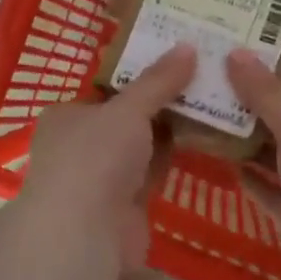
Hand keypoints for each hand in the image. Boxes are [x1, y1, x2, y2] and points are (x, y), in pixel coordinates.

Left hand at [18, 45, 195, 272]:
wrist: (85, 233)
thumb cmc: (94, 157)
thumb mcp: (127, 108)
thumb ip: (158, 81)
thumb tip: (188, 46)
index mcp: (67, 115)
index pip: (107, 88)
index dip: (140, 73)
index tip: (176, 58)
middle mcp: (80, 144)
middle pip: (127, 116)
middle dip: (161, 100)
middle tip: (203, 75)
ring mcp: (102, 177)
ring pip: (142, 145)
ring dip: (171, 128)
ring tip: (213, 99)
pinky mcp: (125, 204)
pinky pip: (153, 171)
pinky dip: (174, 156)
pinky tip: (205, 137)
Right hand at [225, 49, 280, 279]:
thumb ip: (268, 97)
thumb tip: (237, 53)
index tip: (243, 52)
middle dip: (256, 105)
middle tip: (213, 84)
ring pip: (278, 159)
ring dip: (249, 143)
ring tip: (209, 119)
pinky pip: (273, 195)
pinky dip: (253, 182)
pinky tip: (226, 166)